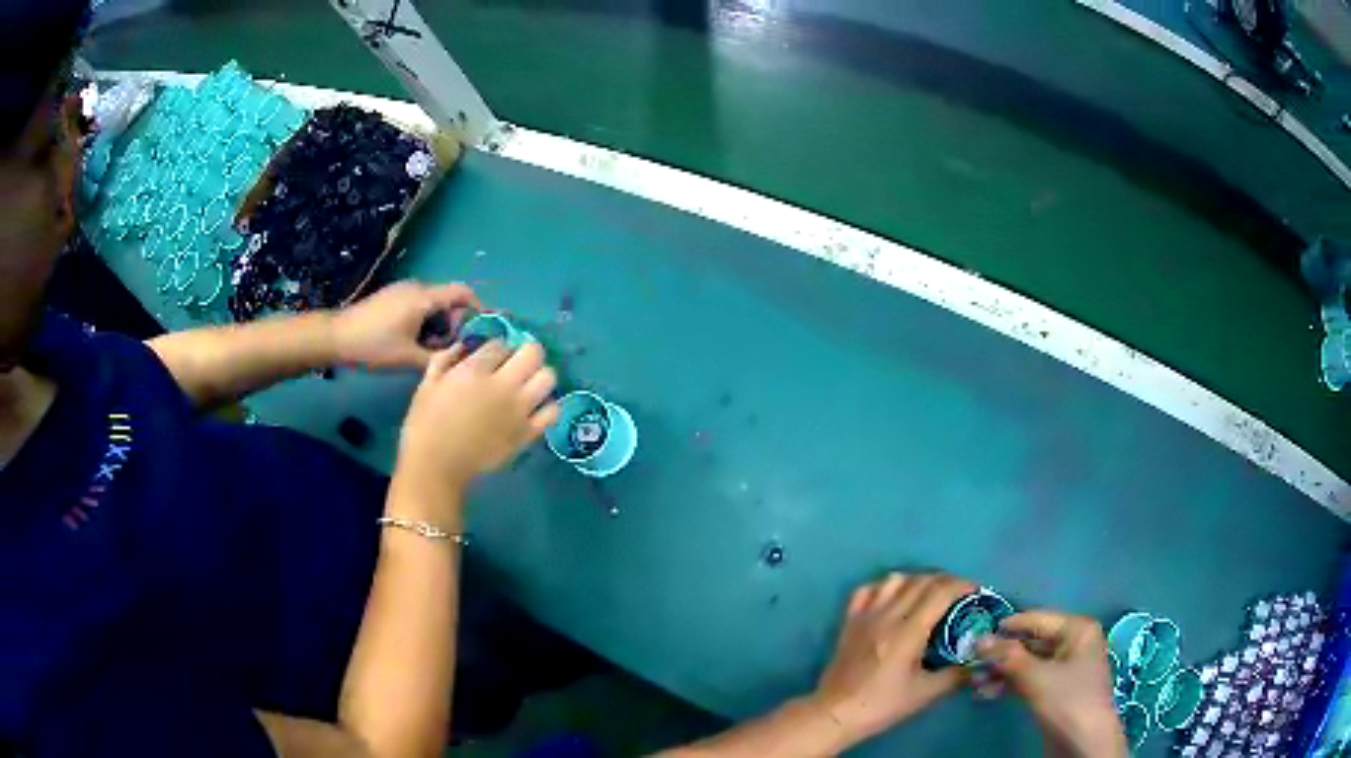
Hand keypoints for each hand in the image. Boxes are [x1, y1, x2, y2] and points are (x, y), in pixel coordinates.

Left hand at [332, 281, 480, 370]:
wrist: (335, 337)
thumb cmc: (373, 346)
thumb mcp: (408, 359)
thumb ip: (439, 358)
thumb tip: (462, 360)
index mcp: (424, 298)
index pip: (464, 293)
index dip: (479, 309)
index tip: (483, 332)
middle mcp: (417, 288)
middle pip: (449, 300)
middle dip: (455, 323)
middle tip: (451, 349)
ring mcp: (402, 291)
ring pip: (433, 304)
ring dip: (439, 325)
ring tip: (432, 351)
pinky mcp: (391, 297)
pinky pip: (419, 305)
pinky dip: (425, 321)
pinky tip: (414, 344)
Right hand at [397, 340, 558, 504]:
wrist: (436, 465)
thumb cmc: (425, 423)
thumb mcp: (427, 383)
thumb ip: (445, 359)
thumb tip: (463, 346)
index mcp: (475, 371)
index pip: (500, 343)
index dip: (496, 347)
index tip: (490, 356)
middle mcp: (503, 385)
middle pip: (533, 353)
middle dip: (526, 352)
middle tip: (516, 363)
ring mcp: (519, 410)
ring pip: (548, 377)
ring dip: (540, 375)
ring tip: (528, 384)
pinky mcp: (527, 433)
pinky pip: (552, 412)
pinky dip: (548, 406)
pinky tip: (535, 408)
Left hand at [811, 573, 976, 742]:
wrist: (835, 714)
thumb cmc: (881, 706)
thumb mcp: (925, 695)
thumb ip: (955, 676)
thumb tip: (979, 661)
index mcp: (907, 632)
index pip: (940, 593)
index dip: (962, 586)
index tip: (976, 591)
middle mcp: (887, 616)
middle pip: (921, 581)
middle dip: (946, 580)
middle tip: (960, 593)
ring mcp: (865, 616)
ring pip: (895, 580)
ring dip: (918, 579)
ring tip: (931, 592)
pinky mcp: (849, 621)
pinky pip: (867, 590)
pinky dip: (885, 586)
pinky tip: (895, 596)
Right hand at [976, 612, 1126, 757]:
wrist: (1084, 742)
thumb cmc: (1068, 699)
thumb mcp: (1036, 677)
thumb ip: (1008, 657)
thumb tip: (979, 639)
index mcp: (1077, 629)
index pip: (1038, 619)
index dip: (1009, 626)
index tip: (977, 633)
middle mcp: (1073, 643)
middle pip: (1032, 642)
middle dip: (1002, 654)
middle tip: (972, 663)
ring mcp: (1065, 668)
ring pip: (1028, 663)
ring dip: (1002, 672)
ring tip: (976, 683)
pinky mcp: (1056, 690)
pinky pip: (1030, 679)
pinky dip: (1010, 685)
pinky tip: (987, 693)